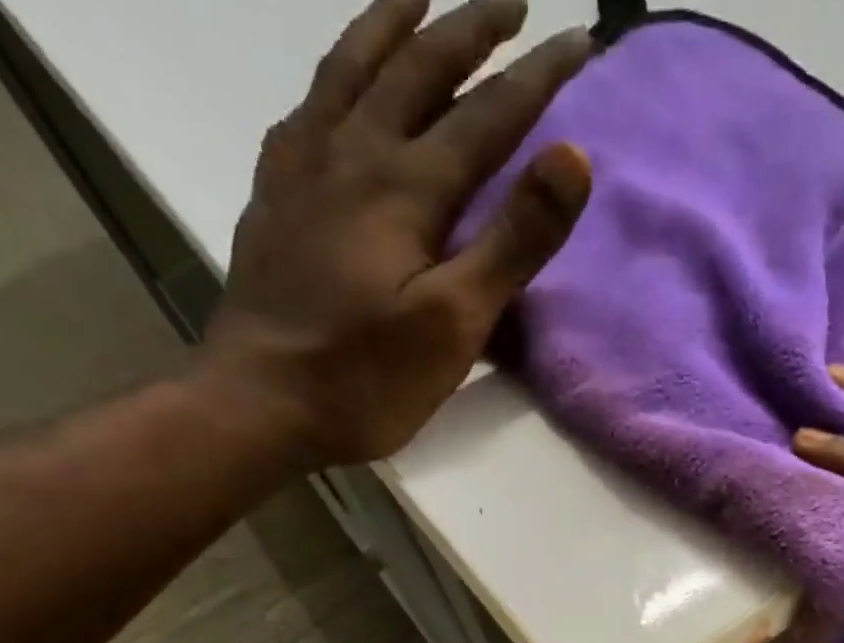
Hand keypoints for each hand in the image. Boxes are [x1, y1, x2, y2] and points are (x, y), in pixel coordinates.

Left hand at [197, 0, 593, 468]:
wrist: (262, 401)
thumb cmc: (368, 377)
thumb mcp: (456, 323)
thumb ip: (513, 241)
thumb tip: (572, 158)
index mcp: (407, 186)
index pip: (488, 112)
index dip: (539, 75)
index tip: (581, 39)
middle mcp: (353, 152)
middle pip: (418, 66)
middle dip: (472, 27)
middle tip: (511, 1)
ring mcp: (304, 166)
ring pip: (352, 66)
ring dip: (395, 23)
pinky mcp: (275, 194)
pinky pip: (308, 106)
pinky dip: (336, 75)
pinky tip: (342, 84)